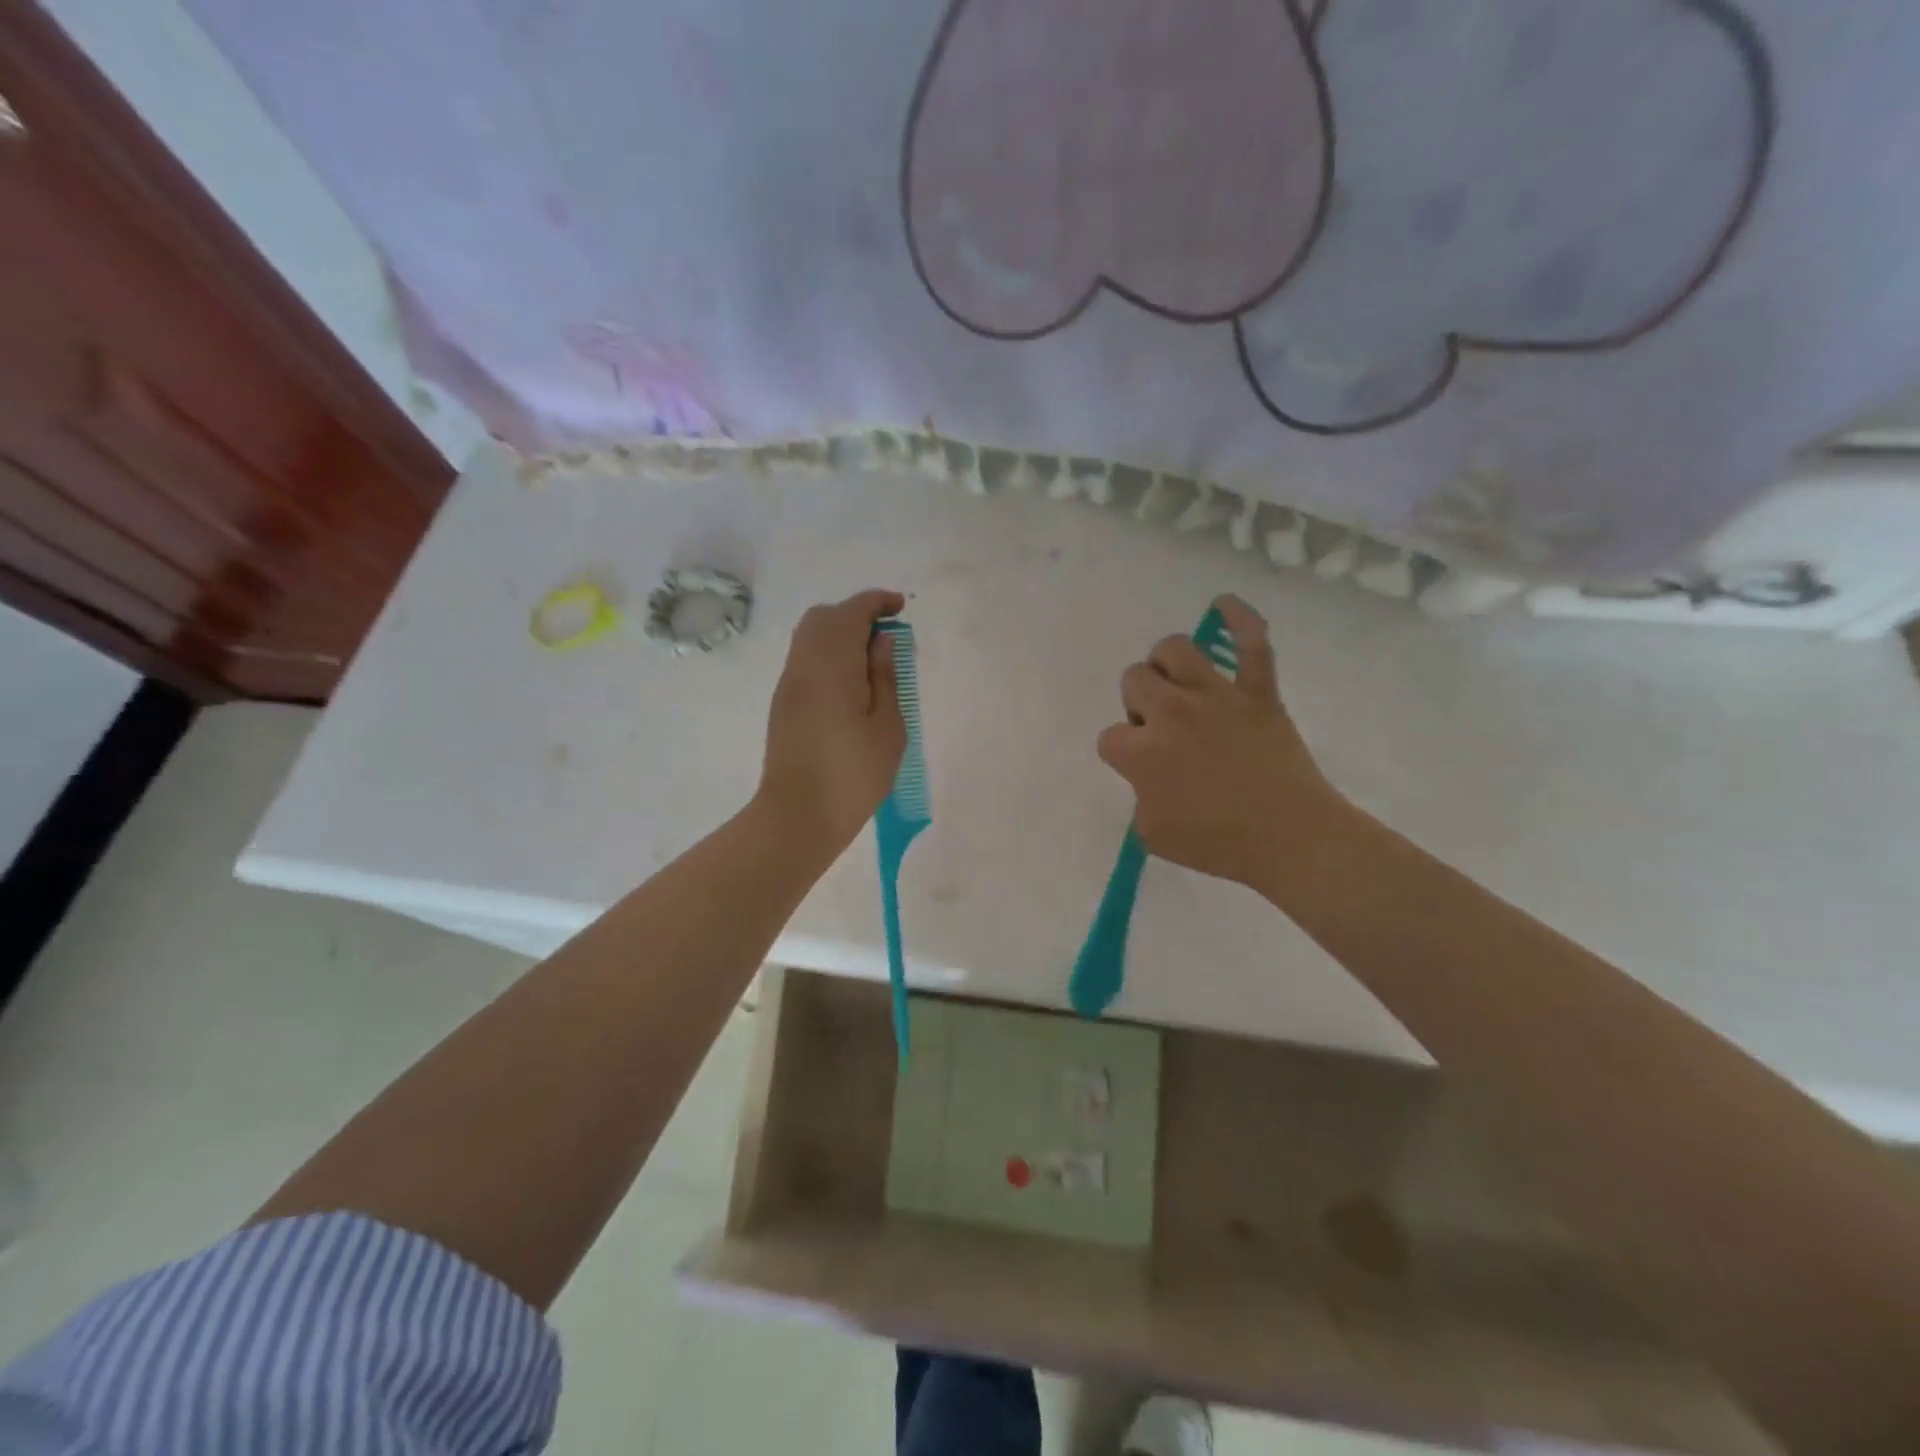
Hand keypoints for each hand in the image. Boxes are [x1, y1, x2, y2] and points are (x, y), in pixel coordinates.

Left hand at [756, 589, 907, 856]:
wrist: (798, 816)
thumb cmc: (853, 775)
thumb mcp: (887, 727)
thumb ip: (885, 676)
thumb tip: (881, 640)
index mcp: (832, 664)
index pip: (851, 612)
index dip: (877, 602)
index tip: (901, 608)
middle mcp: (804, 664)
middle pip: (824, 617)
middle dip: (856, 614)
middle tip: (887, 637)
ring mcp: (789, 683)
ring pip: (810, 636)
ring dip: (840, 634)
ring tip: (872, 660)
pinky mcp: (783, 702)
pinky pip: (805, 659)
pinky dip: (828, 654)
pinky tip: (851, 682)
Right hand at [1097, 594, 1342, 891]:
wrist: (1292, 838)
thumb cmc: (1219, 844)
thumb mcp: (1153, 835)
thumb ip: (1140, 797)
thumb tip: (1151, 777)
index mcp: (1143, 752)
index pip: (1110, 736)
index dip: (1122, 752)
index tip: (1140, 769)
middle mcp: (1173, 712)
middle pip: (1134, 680)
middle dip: (1138, 702)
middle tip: (1161, 730)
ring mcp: (1217, 696)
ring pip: (1175, 649)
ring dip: (1167, 664)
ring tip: (1178, 684)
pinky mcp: (1258, 692)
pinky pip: (1252, 643)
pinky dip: (1240, 619)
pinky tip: (1223, 604)